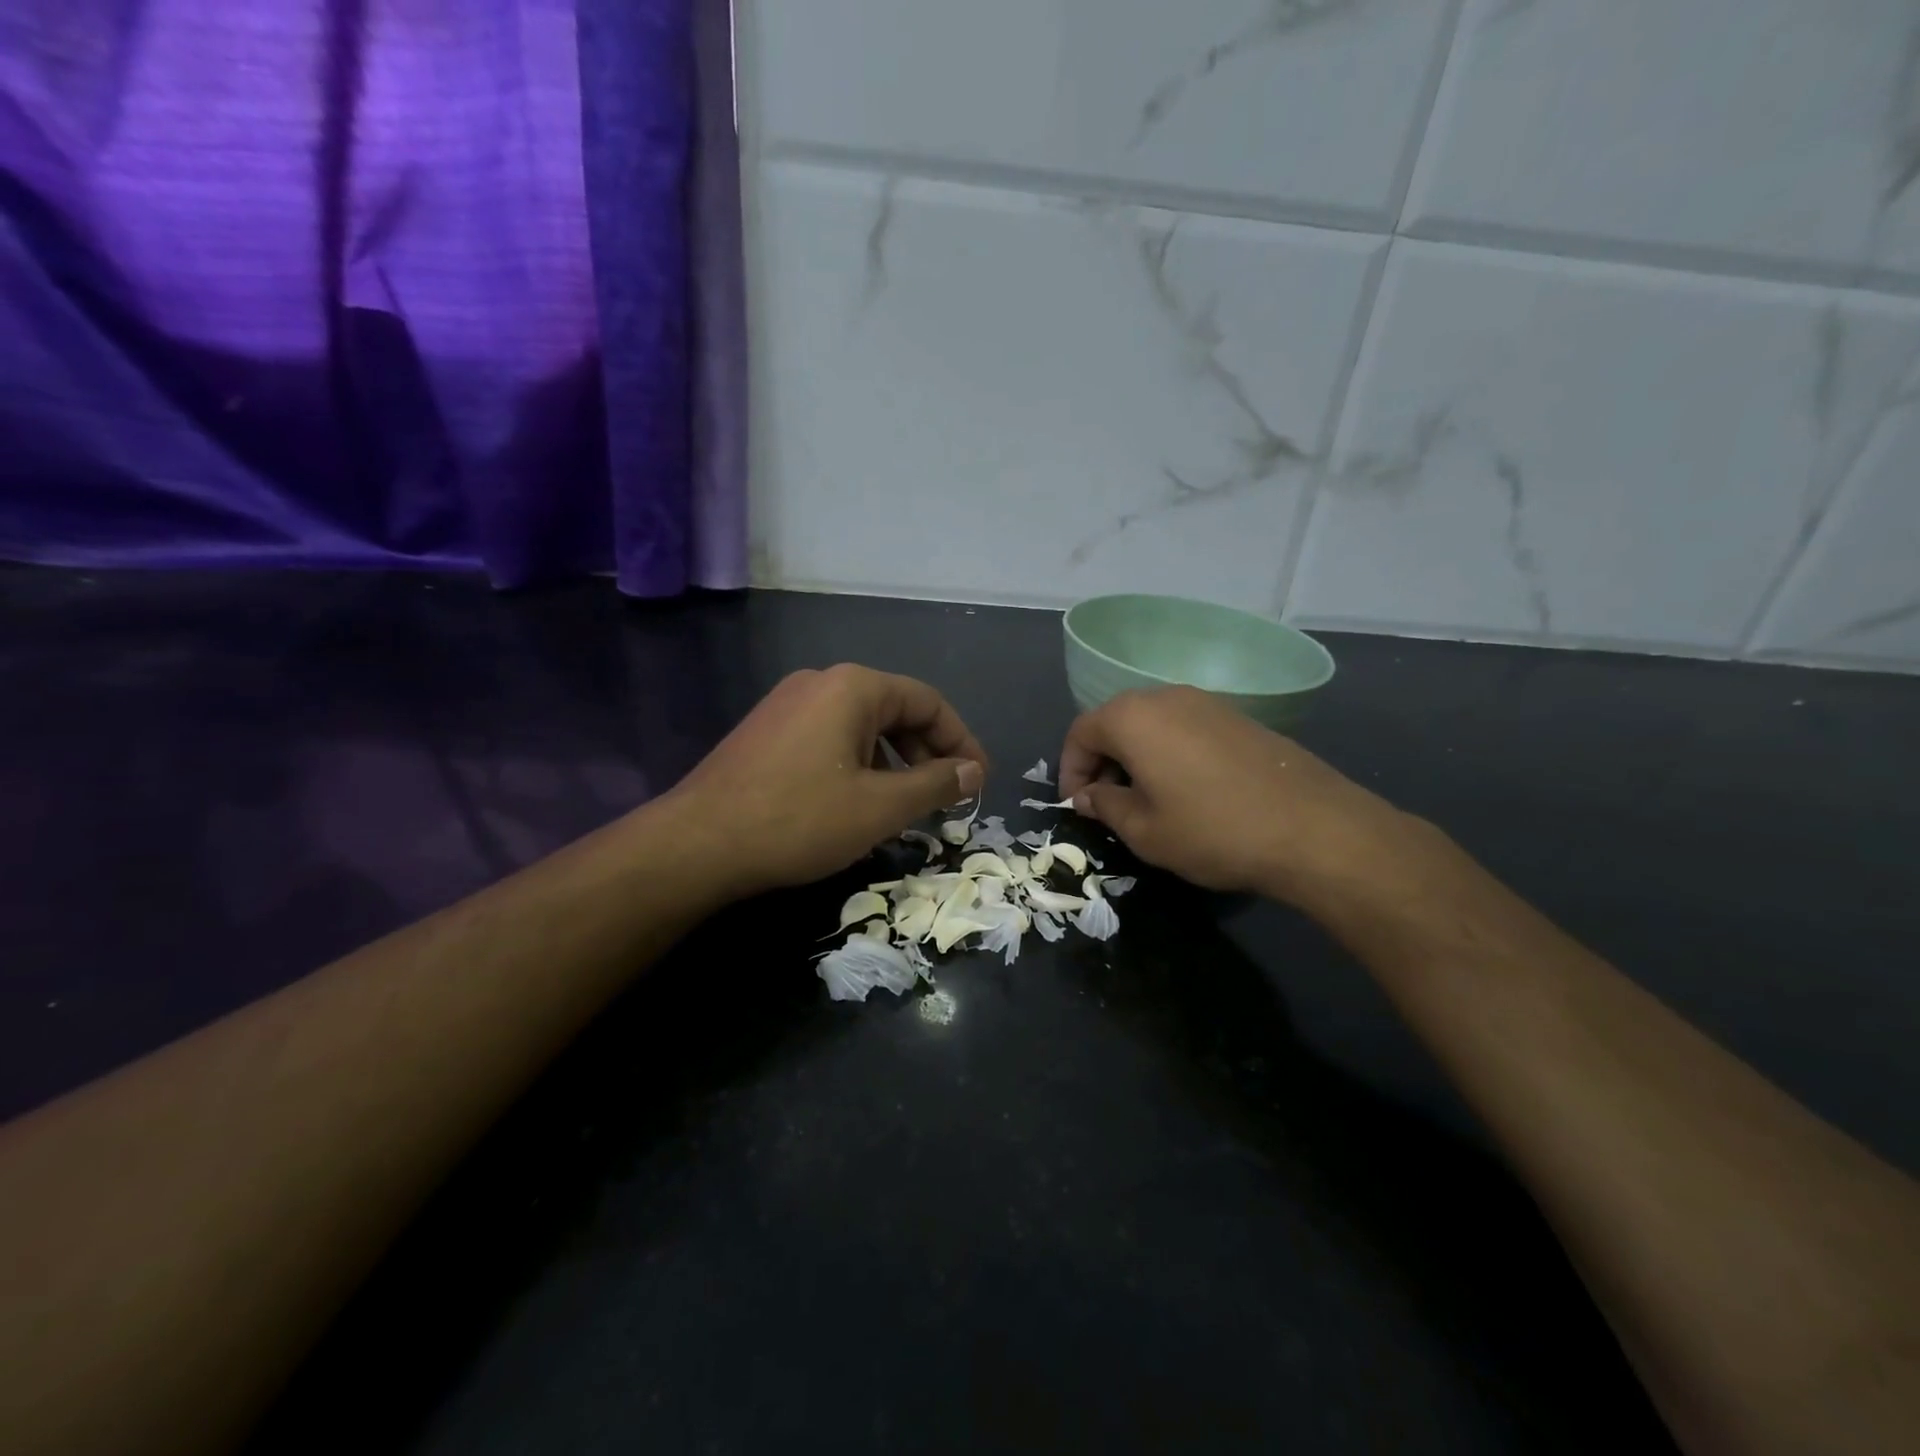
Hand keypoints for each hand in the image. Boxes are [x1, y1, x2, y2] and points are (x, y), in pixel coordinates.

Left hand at [668, 664, 988, 896]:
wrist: (696, 844)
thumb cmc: (799, 820)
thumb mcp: (879, 807)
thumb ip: (934, 785)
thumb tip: (972, 771)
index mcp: (853, 687)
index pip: (928, 702)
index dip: (961, 741)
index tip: (978, 782)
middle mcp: (820, 683)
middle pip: (894, 709)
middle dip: (927, 753)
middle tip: (945, 797)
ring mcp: (787, 704)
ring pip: (861, 726)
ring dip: (894, 761)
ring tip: (904, 805)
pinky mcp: (766, 731)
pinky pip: (830, 737)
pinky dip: (858, 764)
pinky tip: (856, 802)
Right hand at [1056, 686, 1411, 902]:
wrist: (1312, 828)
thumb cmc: (1212, 830)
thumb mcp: (1143, 831)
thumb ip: (1104, 806)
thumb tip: (1089, 795)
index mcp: (1133, 718)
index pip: (1080, 732)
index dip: (1070, 770)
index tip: (1076, 806)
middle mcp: (1165, 697)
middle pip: (1114, 721)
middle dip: (1101, 761)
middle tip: (1105, 804)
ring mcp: (1206, 702)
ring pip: (1150, 724)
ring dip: (1134, 756)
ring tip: (1144, 799)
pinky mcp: (1237, 717)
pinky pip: (1184, 728)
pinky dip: (1168, 752)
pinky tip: (1185, 789)